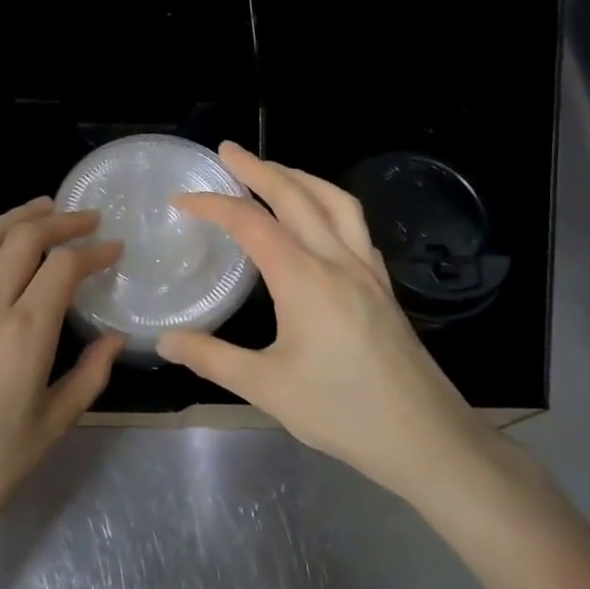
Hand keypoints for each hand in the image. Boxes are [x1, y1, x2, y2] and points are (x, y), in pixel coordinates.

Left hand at [0, 199, 124, 544]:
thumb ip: (89, 374)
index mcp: (24, 332)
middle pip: (23, 237)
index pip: (63, 266)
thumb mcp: (53, 425)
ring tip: (43, 210)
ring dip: (17, 218)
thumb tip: (115, 339)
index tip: (115, 247)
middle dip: (60, 221)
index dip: (94, 250)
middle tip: (87, 219)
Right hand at [156, 142, 483, 494]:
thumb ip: (211, 358)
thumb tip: (164, 340)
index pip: (251, 224)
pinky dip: (330, 204)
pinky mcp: (383, 286)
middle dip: (259, 168)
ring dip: (301, 177)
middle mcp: (337, 261)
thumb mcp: (265, 387)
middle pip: (297, 196)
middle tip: (228, 151)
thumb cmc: (341, 411)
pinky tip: (321, 218)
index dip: (213, 205)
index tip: (182, 199)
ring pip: (335, 202)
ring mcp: (367, 271)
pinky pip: (355, 226)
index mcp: (304, 279)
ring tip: (274, 170)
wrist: (425, 438)